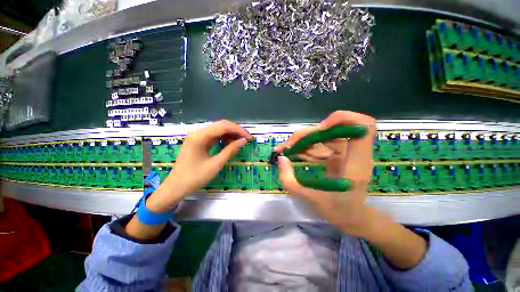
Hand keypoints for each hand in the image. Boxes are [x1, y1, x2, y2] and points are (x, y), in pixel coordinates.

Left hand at [146, 120, 251, 212]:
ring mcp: (197, 136)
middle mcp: (198, 132)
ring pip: (218, 129)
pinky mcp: (198, 140)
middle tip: (247, 139)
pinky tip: (231, 143)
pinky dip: (224, 138)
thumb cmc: (194, 177)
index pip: (223, 126)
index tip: (249, 138)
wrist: (175, 187)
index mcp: (200, 136)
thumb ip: (230, 150)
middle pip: (221, 125)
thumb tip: (244, 141)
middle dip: (236, 130)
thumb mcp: (215, 164)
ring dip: (231, 134)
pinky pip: (214, 135)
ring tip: (241, 141)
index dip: (239, 130)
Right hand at [276, 110, 376, 237]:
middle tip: (289, 145)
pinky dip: (306, 148)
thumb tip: (281, 158)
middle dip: (309, 134)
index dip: (342, 119)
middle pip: (335, 128)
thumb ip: (290, 180)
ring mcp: (346, 154)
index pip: (364, 125)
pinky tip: (294, 154)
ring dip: (304, 141)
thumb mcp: (310, 199)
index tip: (320, 128)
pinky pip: (321, 145)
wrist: (353, 219)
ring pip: (325, 135)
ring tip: (287, 150)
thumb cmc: (338, 212)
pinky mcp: (338, 156)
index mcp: (356, 163)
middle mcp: (354, 154)